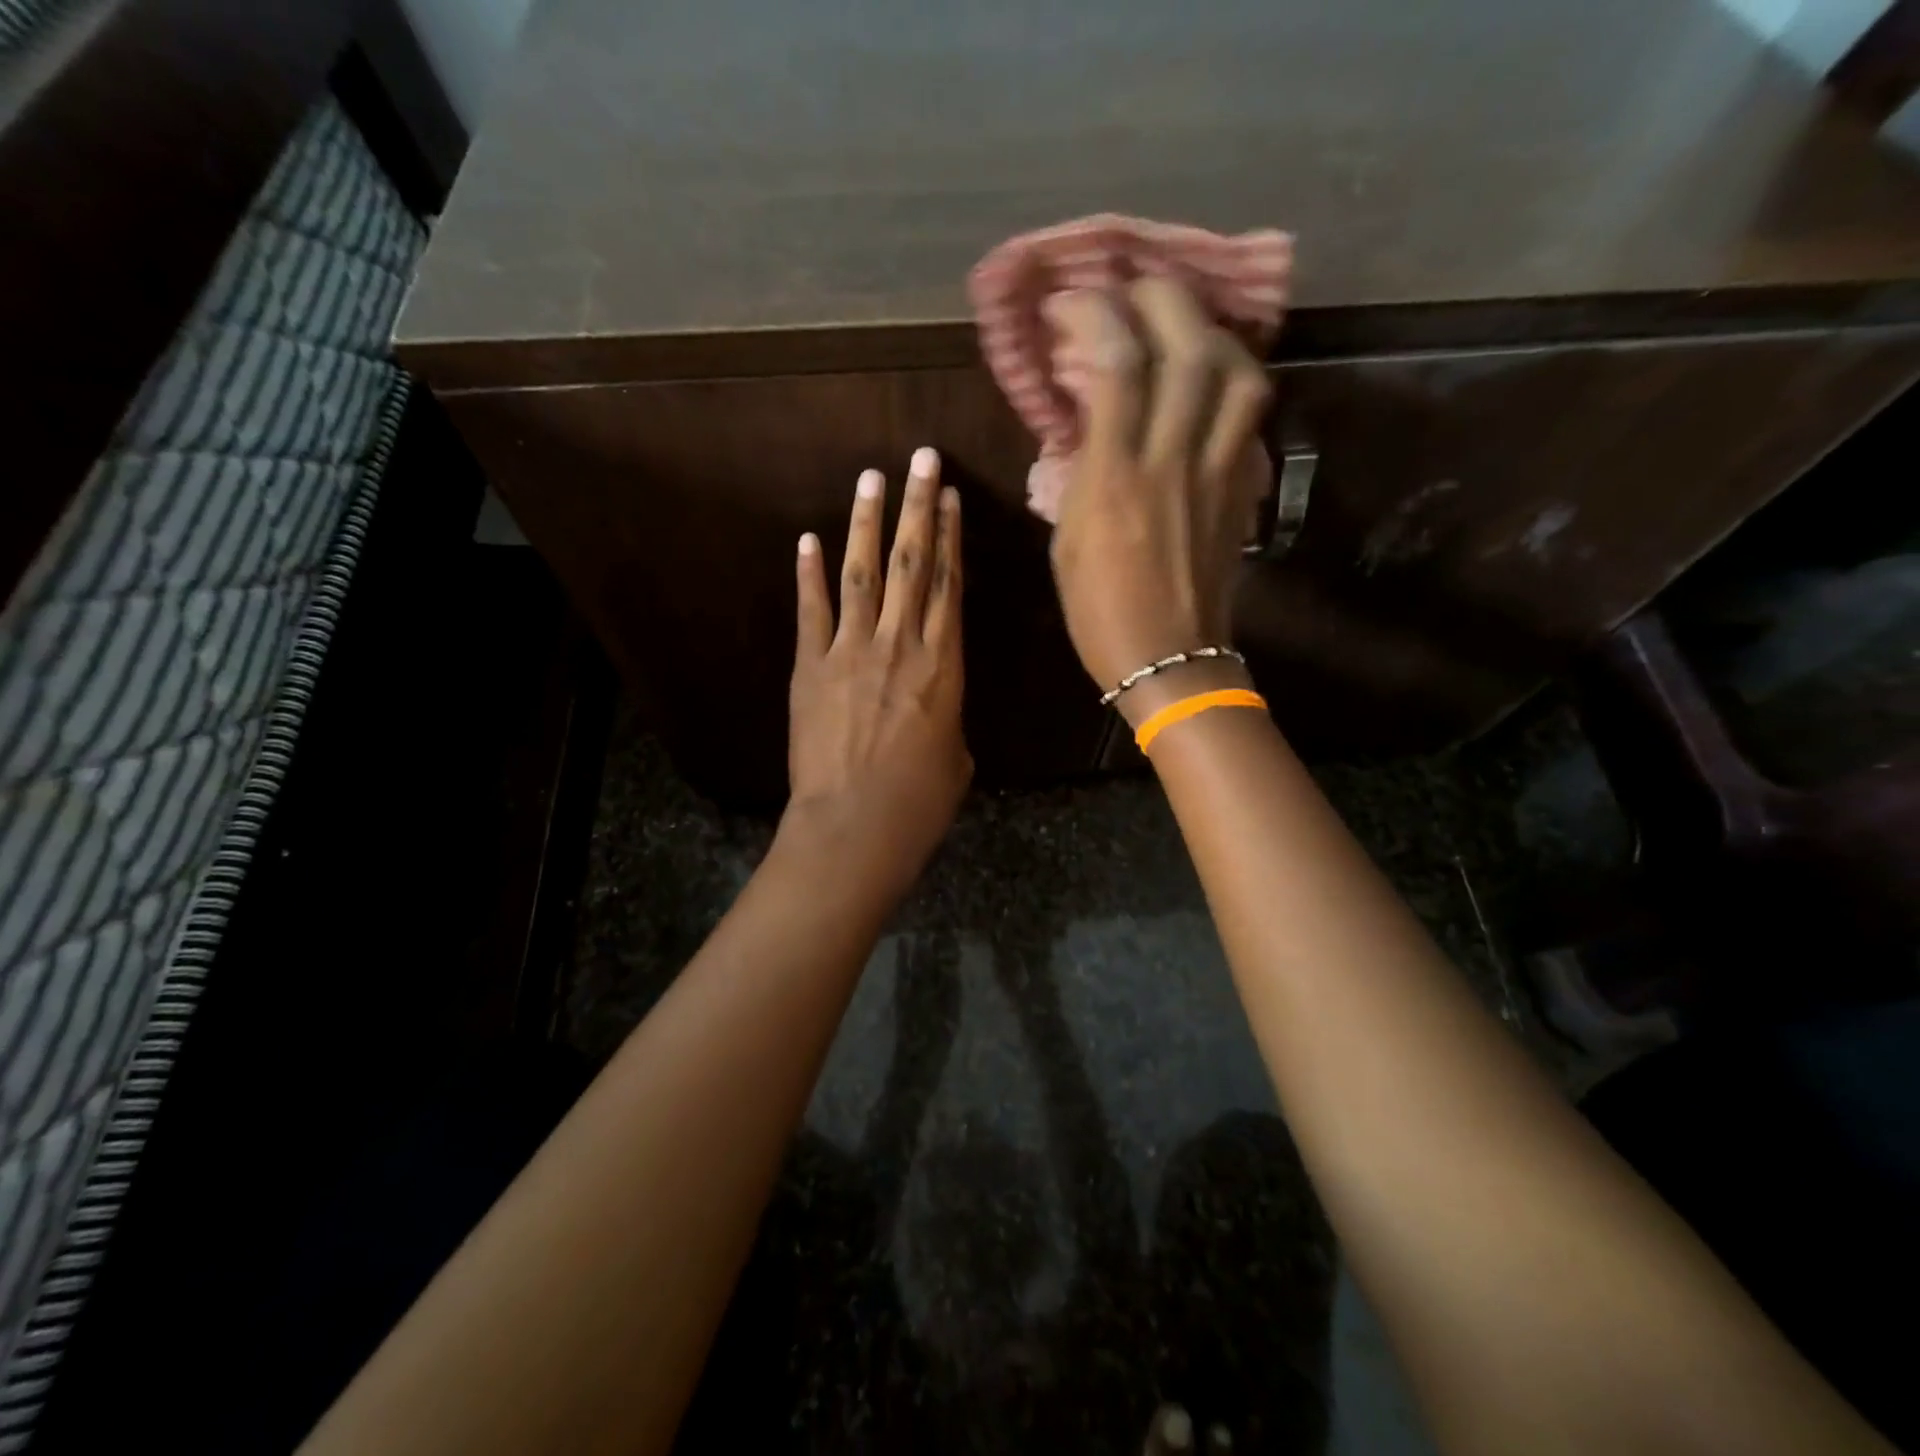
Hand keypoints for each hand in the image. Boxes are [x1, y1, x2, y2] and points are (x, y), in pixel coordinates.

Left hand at [783, 447, 971, 892]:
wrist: (856, 827)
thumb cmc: (920, 802)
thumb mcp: (956, 757)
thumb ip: (947, 718)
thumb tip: (935, 707)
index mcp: (943, 665)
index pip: (949, 586)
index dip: (950, 538)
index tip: (950, 498)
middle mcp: (900, 645)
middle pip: (911, 564)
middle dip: (918, 508)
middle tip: (921, 460)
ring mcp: (851, 652)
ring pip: (863, 574)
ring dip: (866, 523)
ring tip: (872, 478)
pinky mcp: (810, 668)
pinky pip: (811, 612)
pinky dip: (809, 575)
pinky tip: (808, 540)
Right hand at [1045, 279, 1271, 724]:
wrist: (1169, 659)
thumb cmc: (1099, 611)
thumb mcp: (1066, 541)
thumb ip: (1080, 472)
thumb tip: (1088, 421)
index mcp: (1115, 479)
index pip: (1115, 364)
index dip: (1094, 314)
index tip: (1070, 302)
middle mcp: (1172, 460)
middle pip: (1186, 345)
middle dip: (1158, 298)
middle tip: (1132, 290)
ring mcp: (1217, 471)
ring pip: (1234, 371)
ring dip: (1208, 330)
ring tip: (1181, 323)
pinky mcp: (1242, 487)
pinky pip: (1247, 414)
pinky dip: (1230, 378)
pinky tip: (1210, 376)